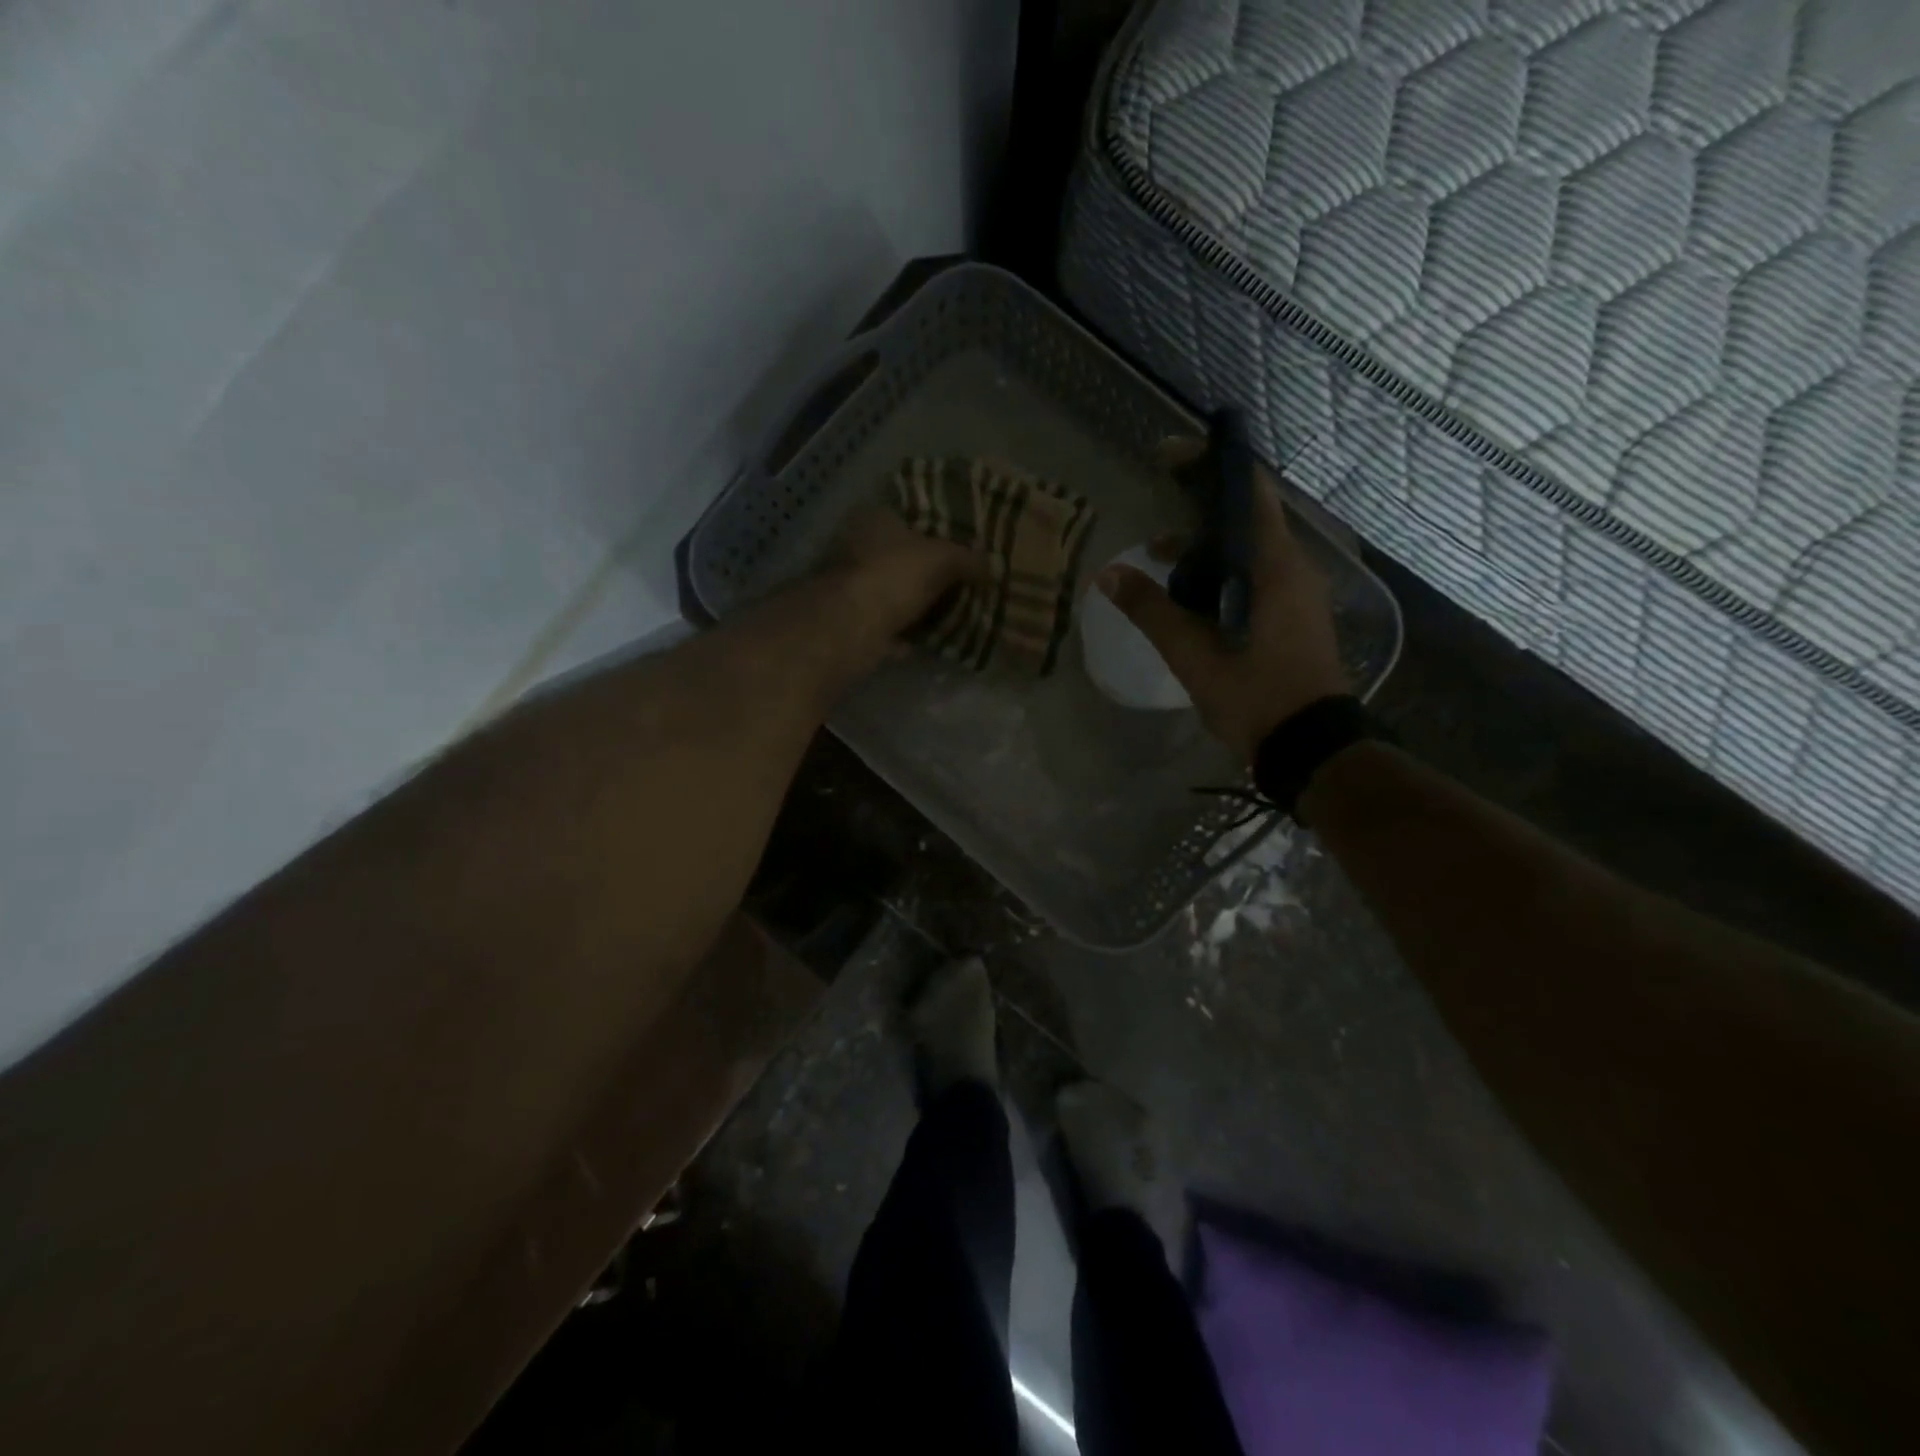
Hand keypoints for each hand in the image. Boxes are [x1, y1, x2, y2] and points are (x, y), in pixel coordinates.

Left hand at [821, 502, 979, 640]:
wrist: (852, 627)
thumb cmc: (895, 575)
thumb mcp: (943, 558)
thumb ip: (968, 559)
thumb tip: (991, 567)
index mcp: (877, 518)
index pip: (912, 513)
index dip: (939, 526)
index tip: (964, 543)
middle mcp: (860, 546)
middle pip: (904, 554)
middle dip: (931, 569)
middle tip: (966, 579)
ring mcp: (855, 585)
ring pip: (898, 590)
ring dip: (921, 601)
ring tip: (957, 609)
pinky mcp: (855, 619)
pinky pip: (893, 622)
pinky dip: (911, 629)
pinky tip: (935, 636)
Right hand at [1096, 467, 1349, 760]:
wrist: (1308, 745)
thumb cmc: (1253, 692)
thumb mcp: (1192, 652)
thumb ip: (1150, 609)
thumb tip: (1108, 575)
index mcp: (1274, 566)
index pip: (1248, 491)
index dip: (1210, 463)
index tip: (1169, 456)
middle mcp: (1291, 569)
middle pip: (1245, 517)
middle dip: (1198, 506)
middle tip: (1156, 502)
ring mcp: (1295, 595)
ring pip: (1246, 551)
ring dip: (1204, 546)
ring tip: (1158, 557)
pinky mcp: (1291, 618)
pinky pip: (1252, 576)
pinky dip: (1218, 572)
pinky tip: (1186, 596)